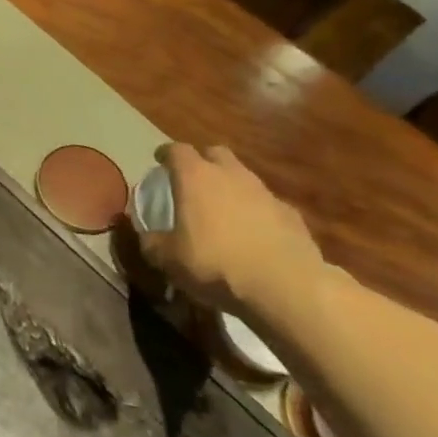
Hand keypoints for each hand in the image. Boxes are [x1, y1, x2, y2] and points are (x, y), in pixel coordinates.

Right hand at [134, 142, 328, 321]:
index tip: (159, 161)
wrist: (286, 286)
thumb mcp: (168, 259)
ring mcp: (265, 192)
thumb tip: (146, 235)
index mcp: (196, 177)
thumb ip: (152, 242)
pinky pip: (267, 204)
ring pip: (243, 177)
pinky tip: (254, 235)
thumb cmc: (216, 263)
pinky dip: (257, 212)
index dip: (166, 154)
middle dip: (203, 161)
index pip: (177, 150)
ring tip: (223, 211)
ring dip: (231, 187)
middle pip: (215, 153)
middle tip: (193, 181)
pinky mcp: (291, 214)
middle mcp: (231, 175)